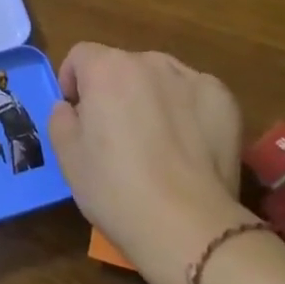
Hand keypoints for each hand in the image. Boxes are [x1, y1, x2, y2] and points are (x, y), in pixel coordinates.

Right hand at [47, 43, 248, 277]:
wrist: (189, 227)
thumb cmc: (116, 189)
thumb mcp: (67, 156)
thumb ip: (60, 118)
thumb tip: (71, 108)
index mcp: (105, 68)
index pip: (81, 55)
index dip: (73, 81)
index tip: (77, 114)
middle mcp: (148, 61)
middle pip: (122, 65)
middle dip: (114, 90)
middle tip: (116, 133)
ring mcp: (190, 78)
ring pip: (159, 78)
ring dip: (151, 96)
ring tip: (156, 139)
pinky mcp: (223, 100)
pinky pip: (194, 94)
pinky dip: (188, 110)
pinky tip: (188, 145)